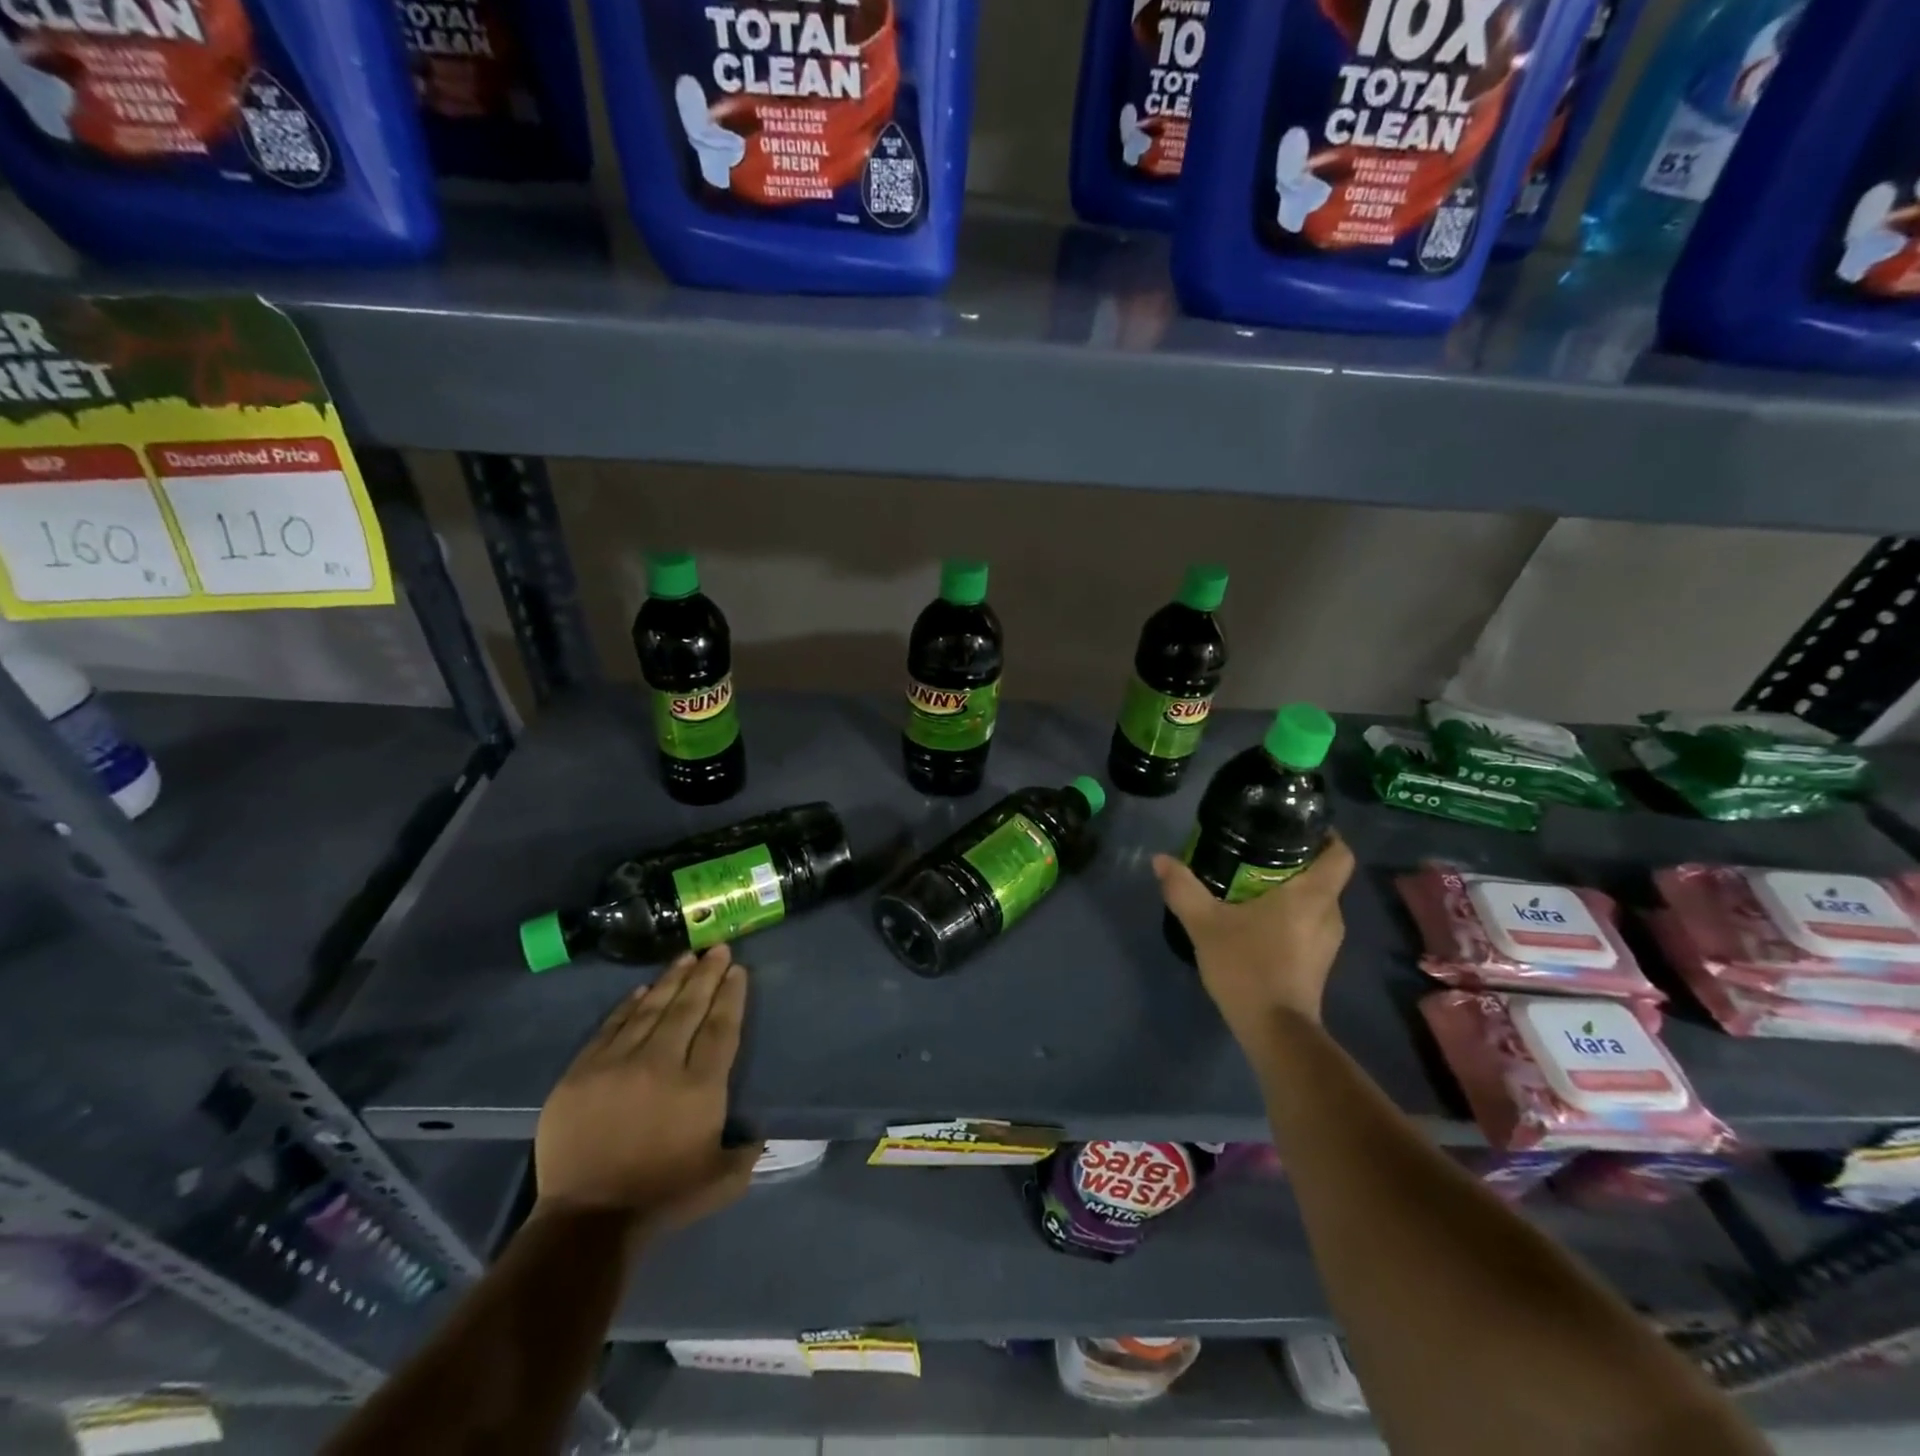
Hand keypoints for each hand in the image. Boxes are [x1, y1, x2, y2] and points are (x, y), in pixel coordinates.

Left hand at [533, 946, 760, 1231]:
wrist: (587, 1221)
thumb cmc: (662, 1198)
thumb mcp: (721, 1181)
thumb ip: (747, 1152)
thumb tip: (762, 1132)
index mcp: (699, 1087)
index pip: (720, 1027)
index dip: (730, 995)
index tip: (737, 970)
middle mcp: (661, 1064)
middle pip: (688, 1008)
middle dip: (706, 975)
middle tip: (717, 949)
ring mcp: (618, 1064)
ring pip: (650, 1009)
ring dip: (671, 980)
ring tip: (687, 958)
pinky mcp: (583, 1072)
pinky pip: (611, 1027)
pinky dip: (628, 1006)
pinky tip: (642, 990)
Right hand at [1154, 834, 1354, 1037]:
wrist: (1275, 1031)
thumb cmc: (1248, 967)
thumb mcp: (1205, 924)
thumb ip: (1182, 888)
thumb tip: (1160, 859)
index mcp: (1312, 895)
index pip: (1340, 853)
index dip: (1325, 835)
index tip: (1296, 825)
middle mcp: (1329, 913)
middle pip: (1325, 875)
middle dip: (1298, 860)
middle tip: (1260, 850)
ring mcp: (1328, 941)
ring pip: (1317, 901)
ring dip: (1293, 889)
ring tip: (1254, 882)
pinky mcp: (1319, 961)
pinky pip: (1310, 923)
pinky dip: (1291, 914)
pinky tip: (1258, 919)